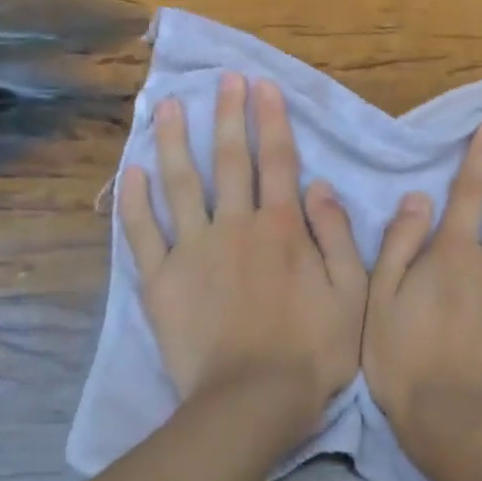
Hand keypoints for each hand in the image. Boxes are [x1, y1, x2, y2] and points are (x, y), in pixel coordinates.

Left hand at [120, 73, 365, 429]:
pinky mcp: (161, 280)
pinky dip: (134, 201)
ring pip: (181, 183)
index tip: (262, 86)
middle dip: (227, 115)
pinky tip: (130, 171)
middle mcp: (236, 225)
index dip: (270, 120)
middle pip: (230, 160)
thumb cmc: (312, 351)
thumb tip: (321, 185)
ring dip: (174, 142)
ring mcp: (193, 250)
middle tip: (222, 80)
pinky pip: (142, 233)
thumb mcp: (351, 292)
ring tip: (166, 106)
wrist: (252, 400)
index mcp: (282, 227)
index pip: (277, 160)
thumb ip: (337, 235)